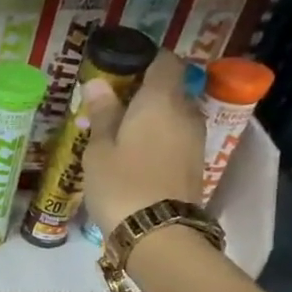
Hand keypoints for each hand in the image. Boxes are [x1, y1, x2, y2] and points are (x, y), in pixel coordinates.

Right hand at [79, 50, 206, 235]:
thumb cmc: (121, 183)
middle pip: (168, 88)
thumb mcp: (100, 149)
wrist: (158, 231)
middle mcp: (185, 112)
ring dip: (147, 117)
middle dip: (141, 92)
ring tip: (115, 133)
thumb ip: (102, 113)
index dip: (144, 60)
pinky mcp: (193, 161)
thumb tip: (97, 83)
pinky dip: (155, 136)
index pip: (165, 62)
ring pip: (171, 114)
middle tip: (107, 107)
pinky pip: (174, 135)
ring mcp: (194, 138)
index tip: (118, 69)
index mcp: (161, 100)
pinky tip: (131, 153)